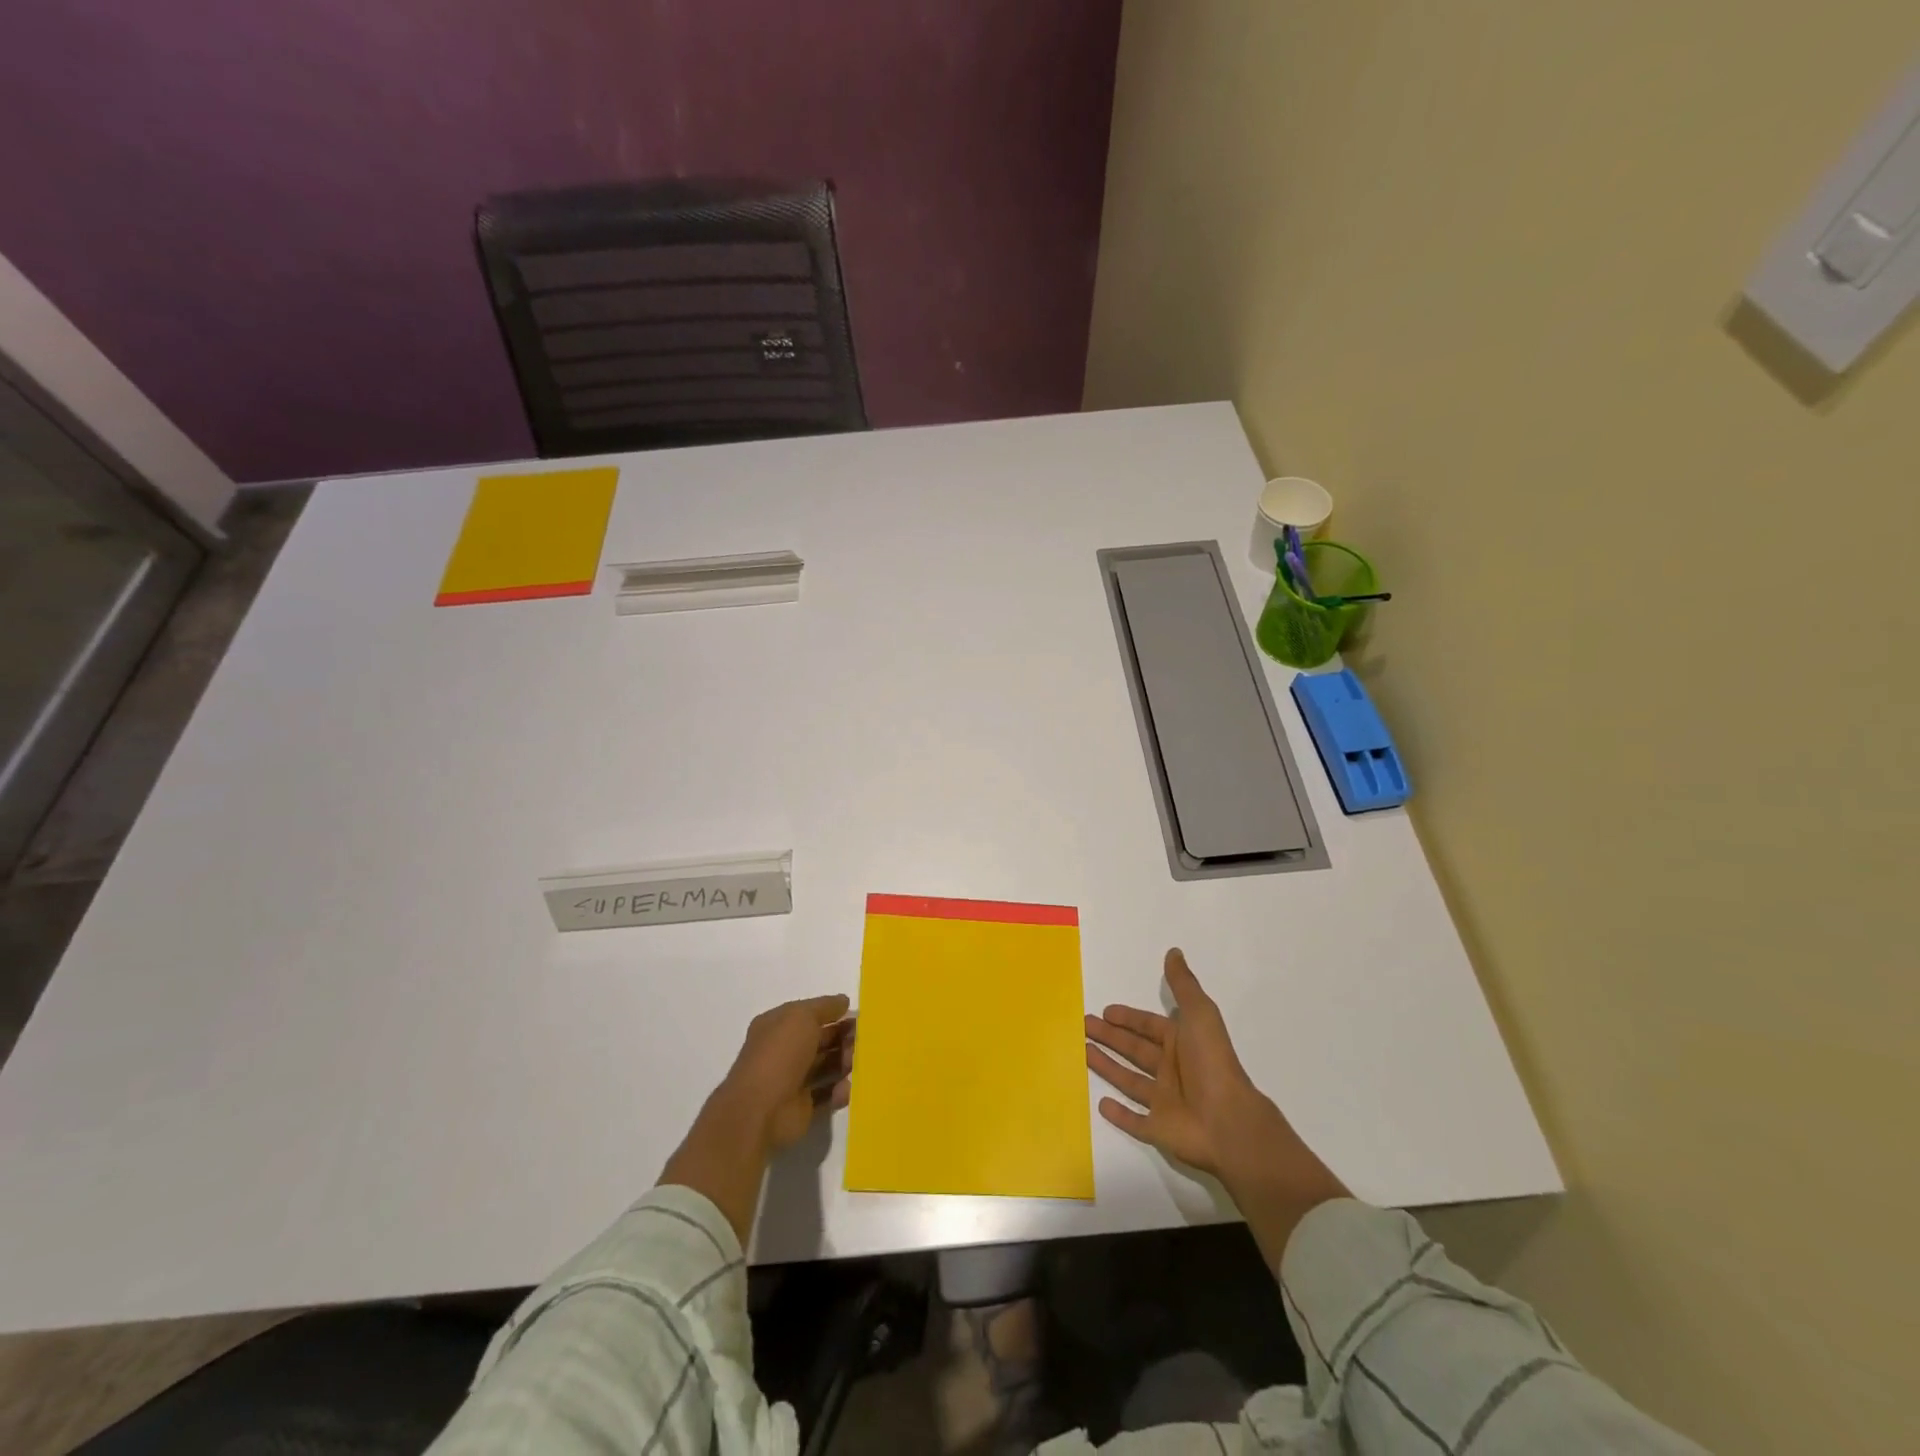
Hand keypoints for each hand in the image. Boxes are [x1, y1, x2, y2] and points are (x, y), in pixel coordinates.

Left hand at [715, 994, 854, 1154]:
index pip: (810, 1015)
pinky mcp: (802, 1107)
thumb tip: (843, 1001)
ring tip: (854, 1064)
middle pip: (821, 1040)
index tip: (857, 1017)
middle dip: (843, 1038)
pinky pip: (827, 1094)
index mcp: (778, 1026)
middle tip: (862, 1041)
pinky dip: (839, 1091)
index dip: (833, 1014)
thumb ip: (825, 1006)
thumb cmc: (780, 1053)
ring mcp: (792, 1080)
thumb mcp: (802, 1016)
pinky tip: (846, 1088)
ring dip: (844, 1063)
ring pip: (826, 1066)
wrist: (760, 1109)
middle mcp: (784, 1051)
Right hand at [1086, 949, 1346, 1262]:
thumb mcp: (1199, 1014)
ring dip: (1107, 1066)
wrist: (1228, 1121)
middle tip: (1083, 1025)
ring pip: (1129, 1080)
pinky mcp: (1159, 1129)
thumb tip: (1174, 951)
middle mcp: (1172, 1069)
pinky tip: (1100, 1103)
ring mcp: (1165, 1101)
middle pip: (1134, 1050)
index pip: (1149, 1026)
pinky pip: (1135, 1120)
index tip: (1105, 1011)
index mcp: (1181, 1043)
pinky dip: (1119, 1114)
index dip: (1128, 1018)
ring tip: (1082, 1052)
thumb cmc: (1211, 1063)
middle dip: (1110, 1037)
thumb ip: (1183, 985)